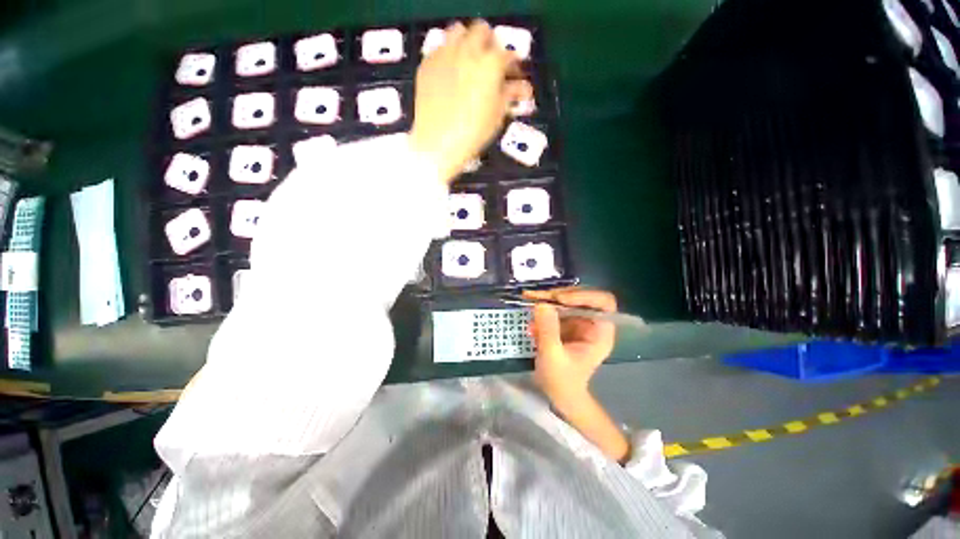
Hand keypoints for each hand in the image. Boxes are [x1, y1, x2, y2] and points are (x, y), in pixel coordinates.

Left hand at [409, 20, 531, 183]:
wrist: (438, 142)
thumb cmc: (474, 132)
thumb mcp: (497, 115)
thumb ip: (511, 95)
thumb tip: (525, 88)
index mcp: (491, 64)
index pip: (508, 55)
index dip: (513, 65)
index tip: (514, 75)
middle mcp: (468, 50)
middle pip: (482, 31)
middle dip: (490, 44)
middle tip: (490, 64)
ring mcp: (445, 54)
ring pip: (458, 31)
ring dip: (467, 41)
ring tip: (469, 62)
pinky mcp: (428, 63)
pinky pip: (440, 48)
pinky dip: (448, 55)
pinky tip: (450, 73)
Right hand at [527, 288, 616, 406]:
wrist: (559, 395)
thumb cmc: (562, 381)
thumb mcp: (553, 356)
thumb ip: (548, 329)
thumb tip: (541, 303)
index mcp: (600, 332)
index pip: (602, 302)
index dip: (583, 295)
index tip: (559, 299)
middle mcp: (592, 323)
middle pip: (581, 297)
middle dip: (558, 295)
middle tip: (537, 296)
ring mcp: (579, 323)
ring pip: (566, 301)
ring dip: (547, 300)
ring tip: (529, 302)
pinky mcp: (566, 325)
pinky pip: (555, 309)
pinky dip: (542, 311)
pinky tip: (531, 323)